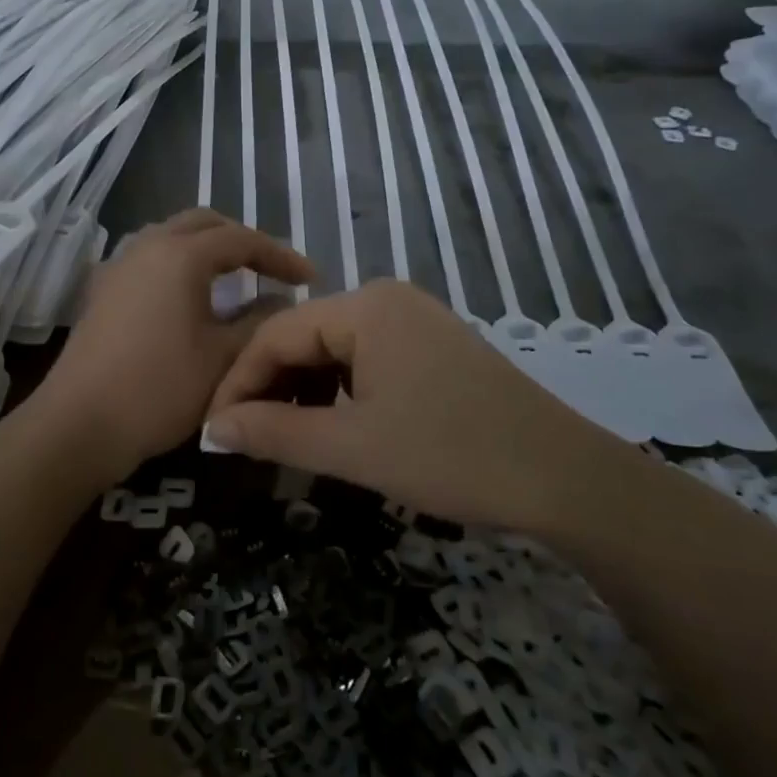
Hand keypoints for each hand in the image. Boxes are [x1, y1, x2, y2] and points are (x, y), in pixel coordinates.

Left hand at [34, 210, 313, 473]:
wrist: (80, 423)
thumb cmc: (160, 388)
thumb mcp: (223, 358)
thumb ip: (260, 322)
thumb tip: (280, 301)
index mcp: (180, 255)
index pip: (241, 239)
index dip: (280, 256)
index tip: (310, 278)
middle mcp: (146, 246)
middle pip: (203, 224)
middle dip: (241, 241)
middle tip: (270, 269)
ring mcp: (118, 266)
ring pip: (171, 236)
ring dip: (206, 248)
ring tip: (233, 277)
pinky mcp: (102, 290)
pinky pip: (149, 258)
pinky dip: (178, 264)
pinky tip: (187, 296)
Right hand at [204, 280, 631, 527]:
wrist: (563, 477)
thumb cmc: (450, 454)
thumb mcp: (352, 447)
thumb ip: (274, 432)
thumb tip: (212, 428)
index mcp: (364, 307)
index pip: (274, 333)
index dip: (237, 382)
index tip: (213, 430)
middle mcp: (386, 299)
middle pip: (303, 337)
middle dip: (269, 387)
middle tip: (242, 439)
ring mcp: (414, 321)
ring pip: (334, 351)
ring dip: (303, 391)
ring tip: (281, 438)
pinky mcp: (433, 347)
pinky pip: (366, 360)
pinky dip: (339, 392)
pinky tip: (332, 426)